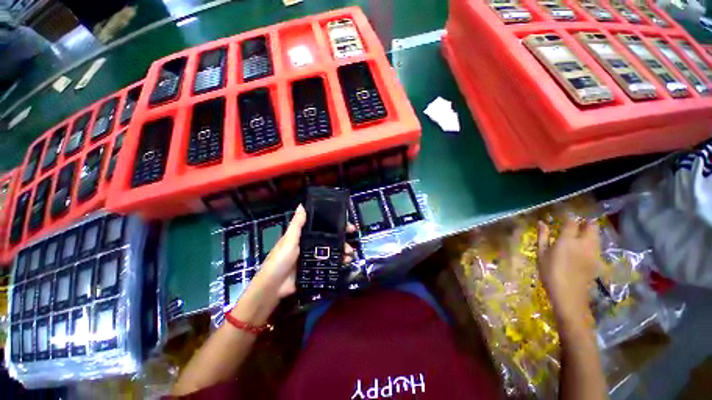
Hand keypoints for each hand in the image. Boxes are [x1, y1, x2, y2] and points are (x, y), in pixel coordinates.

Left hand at [252, 204, 355, 298]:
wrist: (274, 286)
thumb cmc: (280, 259)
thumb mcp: (289, 240)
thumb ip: (297, 225)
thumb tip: (301, 205)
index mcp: (304, 236)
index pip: (322, 226)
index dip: (335, 224)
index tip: (347, 224)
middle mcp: (311, 244)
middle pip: (330, 238)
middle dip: (342, 238)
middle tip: (352, 239)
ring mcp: (314, 257)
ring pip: (332, 251)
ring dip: (342, 250)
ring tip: (350, 254)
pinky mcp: (316, 268)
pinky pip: (329, 263)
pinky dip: (338, 262)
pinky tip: (345, 262)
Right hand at [537, 216, 599, 324]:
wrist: (569, 296)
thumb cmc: (550, 273)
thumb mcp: (541, 254)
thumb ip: (542, 236)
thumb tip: (541, 222)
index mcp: (567, 240)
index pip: (572, 222)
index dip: (568, 216)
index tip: (562, 215)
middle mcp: (584, 243)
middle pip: (591, 225)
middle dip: (584, 222)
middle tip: (574, 224)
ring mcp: (594, 252)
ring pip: (596, 234)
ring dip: (589, 231)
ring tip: (579, 234)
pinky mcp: (597, 260)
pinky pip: (597, 245)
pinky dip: (592, 241)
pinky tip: (583, 247)